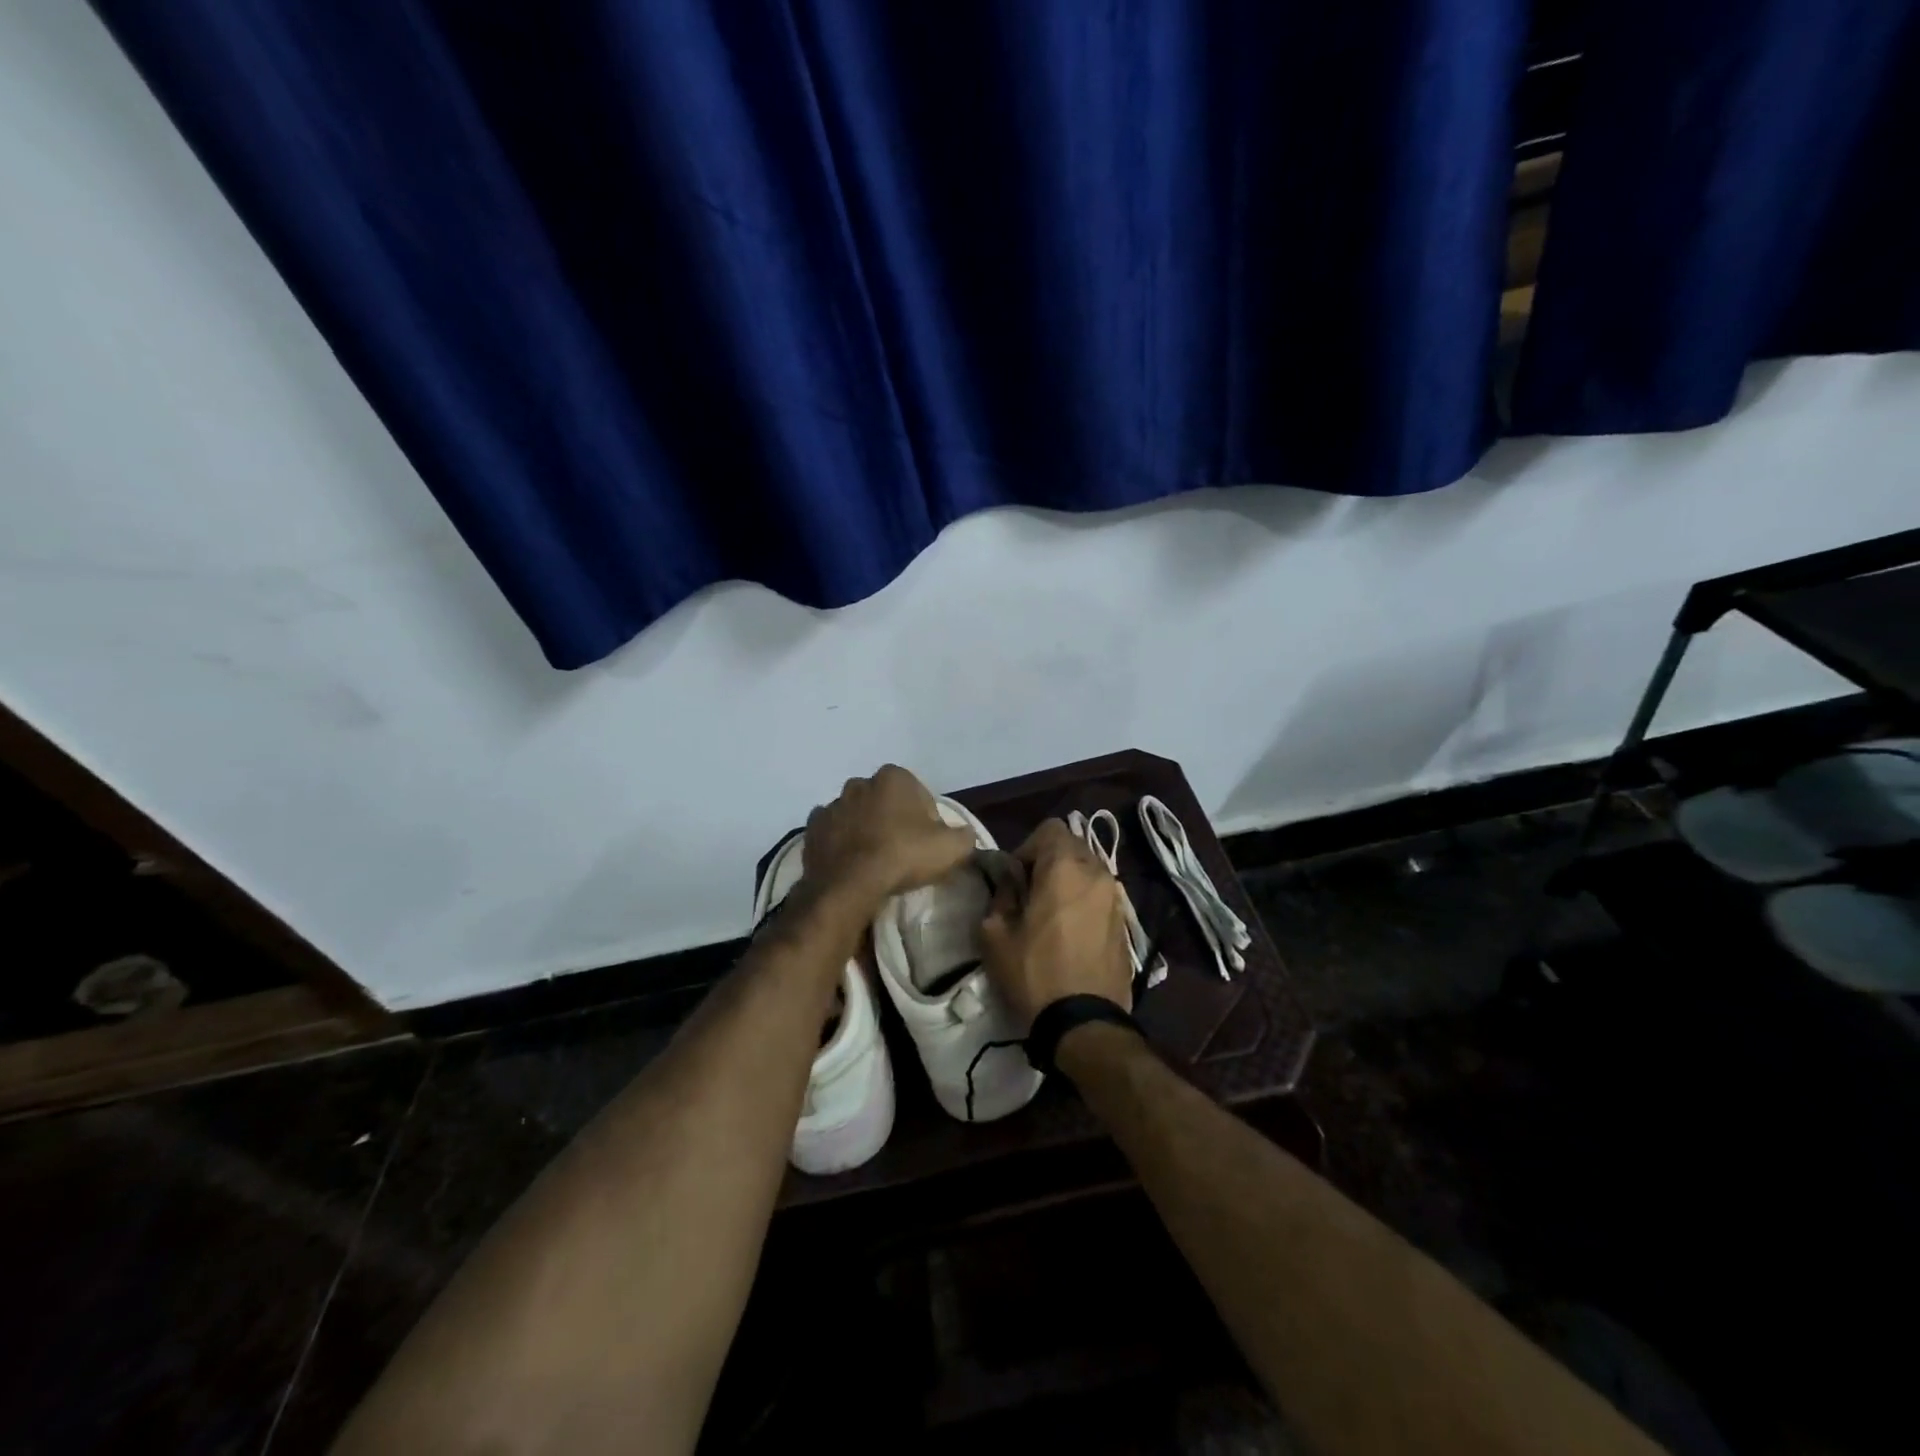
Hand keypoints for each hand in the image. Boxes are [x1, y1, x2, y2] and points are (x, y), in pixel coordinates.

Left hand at [801, 765, 976, 901]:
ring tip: (875, 861)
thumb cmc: (903, 856)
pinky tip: (851, 863)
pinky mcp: (812, 828)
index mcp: (894, 776)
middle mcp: (860, 782)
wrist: (850, 885)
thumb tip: (963, 835)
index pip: (919, 796)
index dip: (926, 821)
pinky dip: (841, 842)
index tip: (927, 845)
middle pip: (885, 802)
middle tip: (902, 852)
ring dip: (865, 830)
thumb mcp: (953, 848)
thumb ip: (964, 835)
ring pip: (857, 815)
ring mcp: (832, 804)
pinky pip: (833, 832)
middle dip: (893, 820)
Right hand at [979, 819, 1131, 1027]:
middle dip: (1049, 862)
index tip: (1016, 878)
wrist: (1085, 1023)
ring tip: (1051, 916)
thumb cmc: (1034, 973)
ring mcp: (1117, 899)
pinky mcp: (1126, 924)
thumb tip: (1010, 881)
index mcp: (1065, 868)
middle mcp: (1098, 873)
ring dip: (1069, 883)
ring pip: (1089, 872)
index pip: (1050, 828)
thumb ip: (1001, 894)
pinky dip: (1084, 903)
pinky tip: (1071, 935)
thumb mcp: (995, 934)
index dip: (1028, 846)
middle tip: (1030, 895)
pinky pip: (1101, 897)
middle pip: (1073, 847)